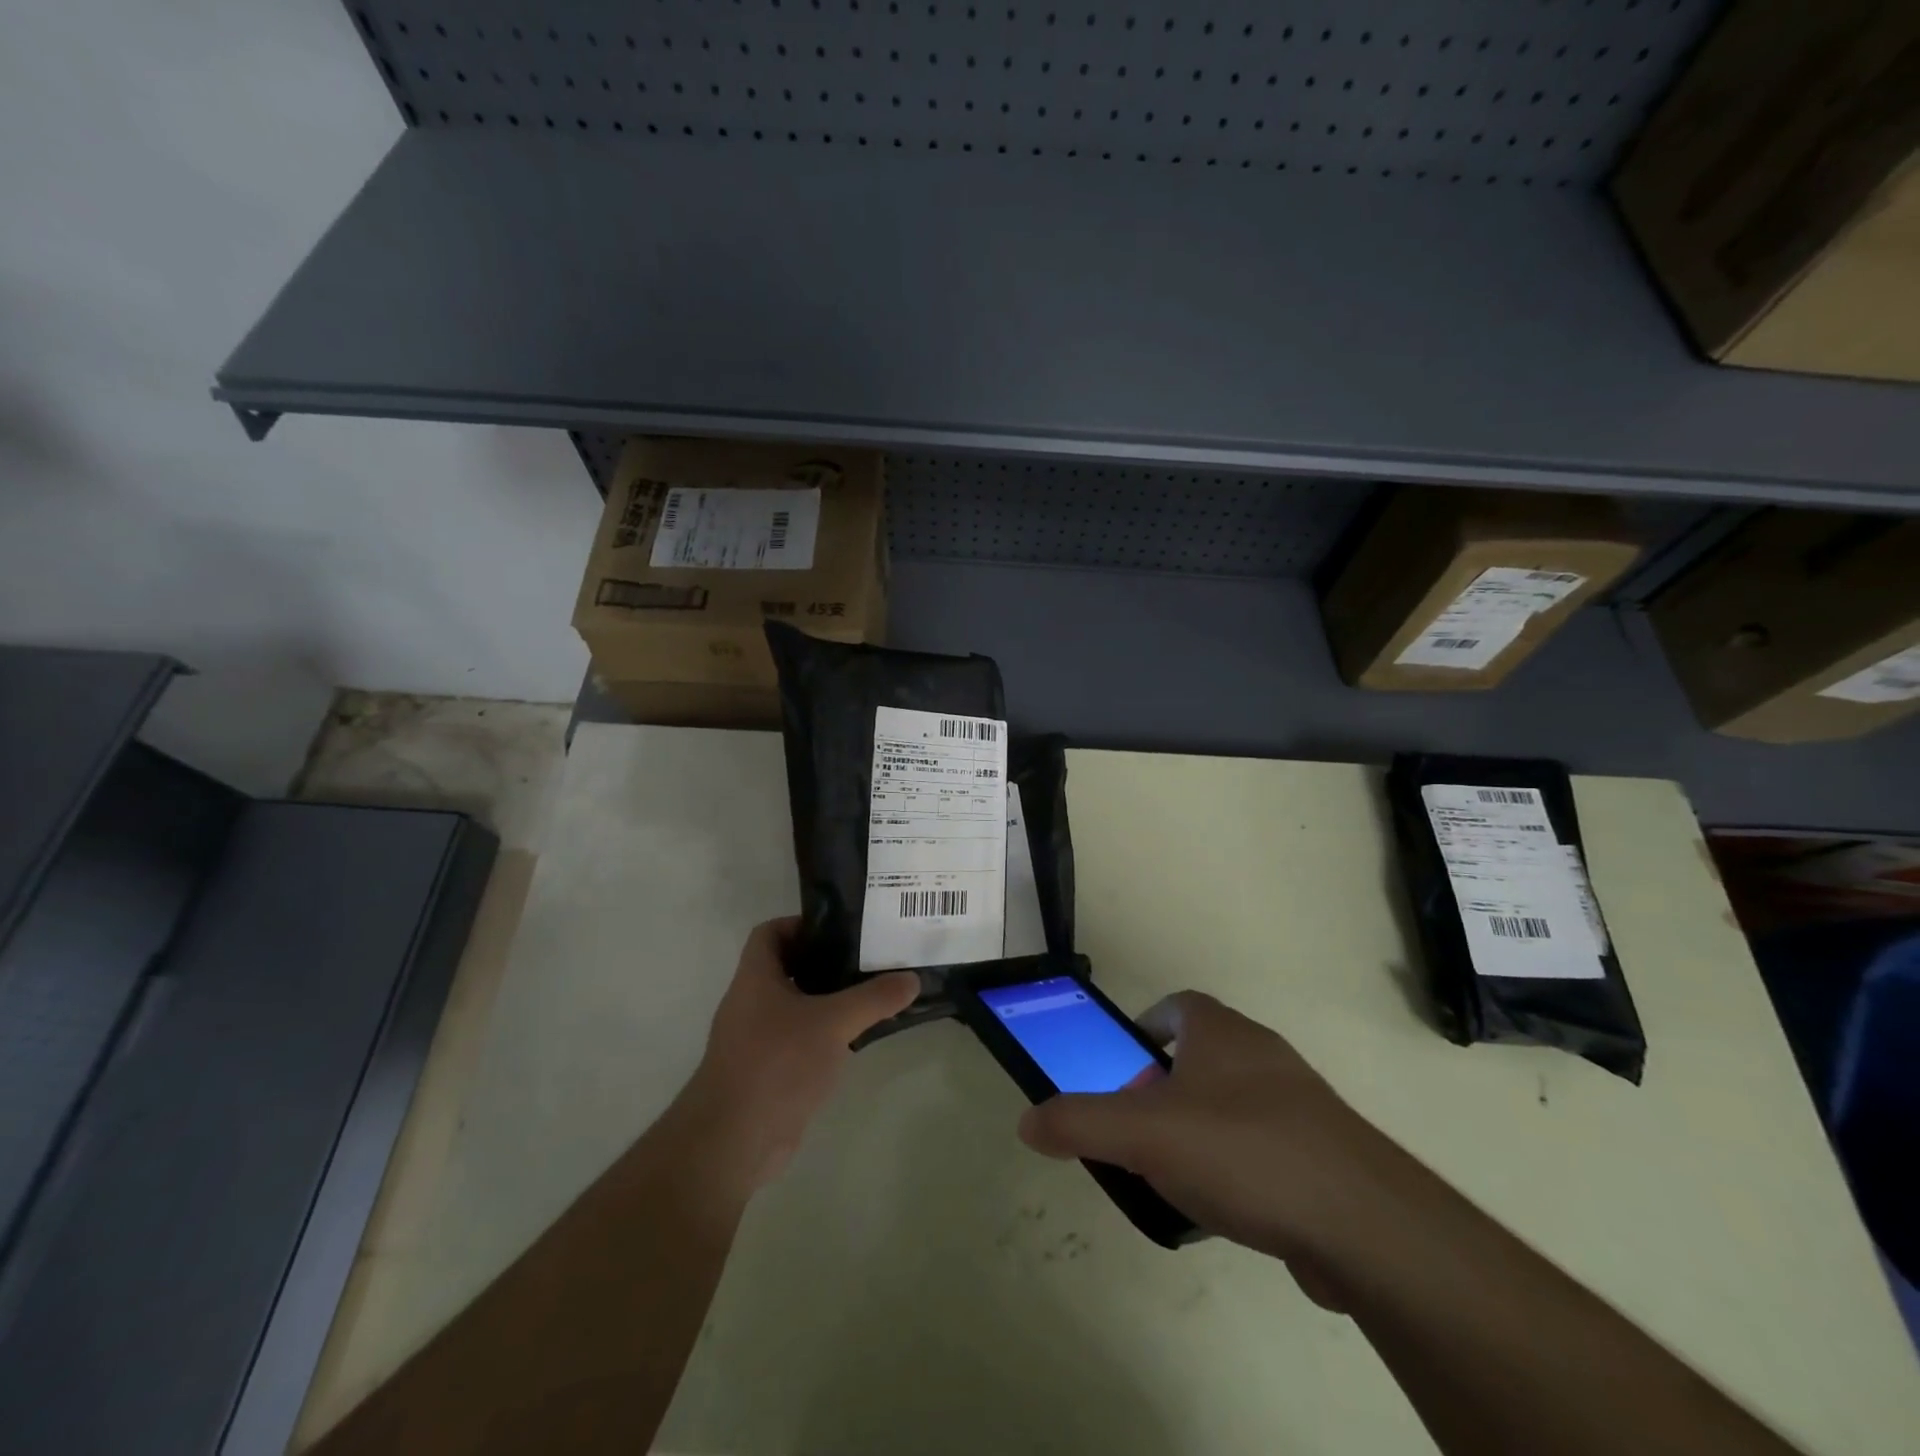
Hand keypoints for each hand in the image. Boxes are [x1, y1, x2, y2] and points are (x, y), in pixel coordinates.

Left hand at [675, 917, 918, 1192]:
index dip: (801, 924)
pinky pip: (799, 1040)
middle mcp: (751, 1003)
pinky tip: (856, 1040)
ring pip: (796, 1006)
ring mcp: (757, 1040)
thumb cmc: (777, 1063)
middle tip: (868, 959)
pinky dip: (824, 1035)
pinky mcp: (767, 1072)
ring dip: (828, 1000)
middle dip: (826, 962)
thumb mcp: (833, 1023)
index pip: (770, 932)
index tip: (840, 930)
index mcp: (755, 978)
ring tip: (871, 995)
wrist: (734, 1141)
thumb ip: (874, 999)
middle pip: (788, 968)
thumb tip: (912, 979)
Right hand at [1017, 992, 1387, 1302]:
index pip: (1178, 1005)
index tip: (1124, 1062)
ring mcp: (1300, 1102)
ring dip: (1201, 1127)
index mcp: (1222, 1032)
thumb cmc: (1242, 1151)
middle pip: (1203, 1055)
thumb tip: (1027, 1121)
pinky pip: (1267, 1145)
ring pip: (1235, 1102)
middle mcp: (1263, 1054)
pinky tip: (1226, 1208)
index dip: (1147, 1026)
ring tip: (1174, 1173)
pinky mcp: (1325, 1152)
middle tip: (1138, 1126)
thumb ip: (1079, 1123)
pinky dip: (1239, 1165)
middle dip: (1165, 1086)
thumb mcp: (1143, 1134)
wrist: (1363, 1222)